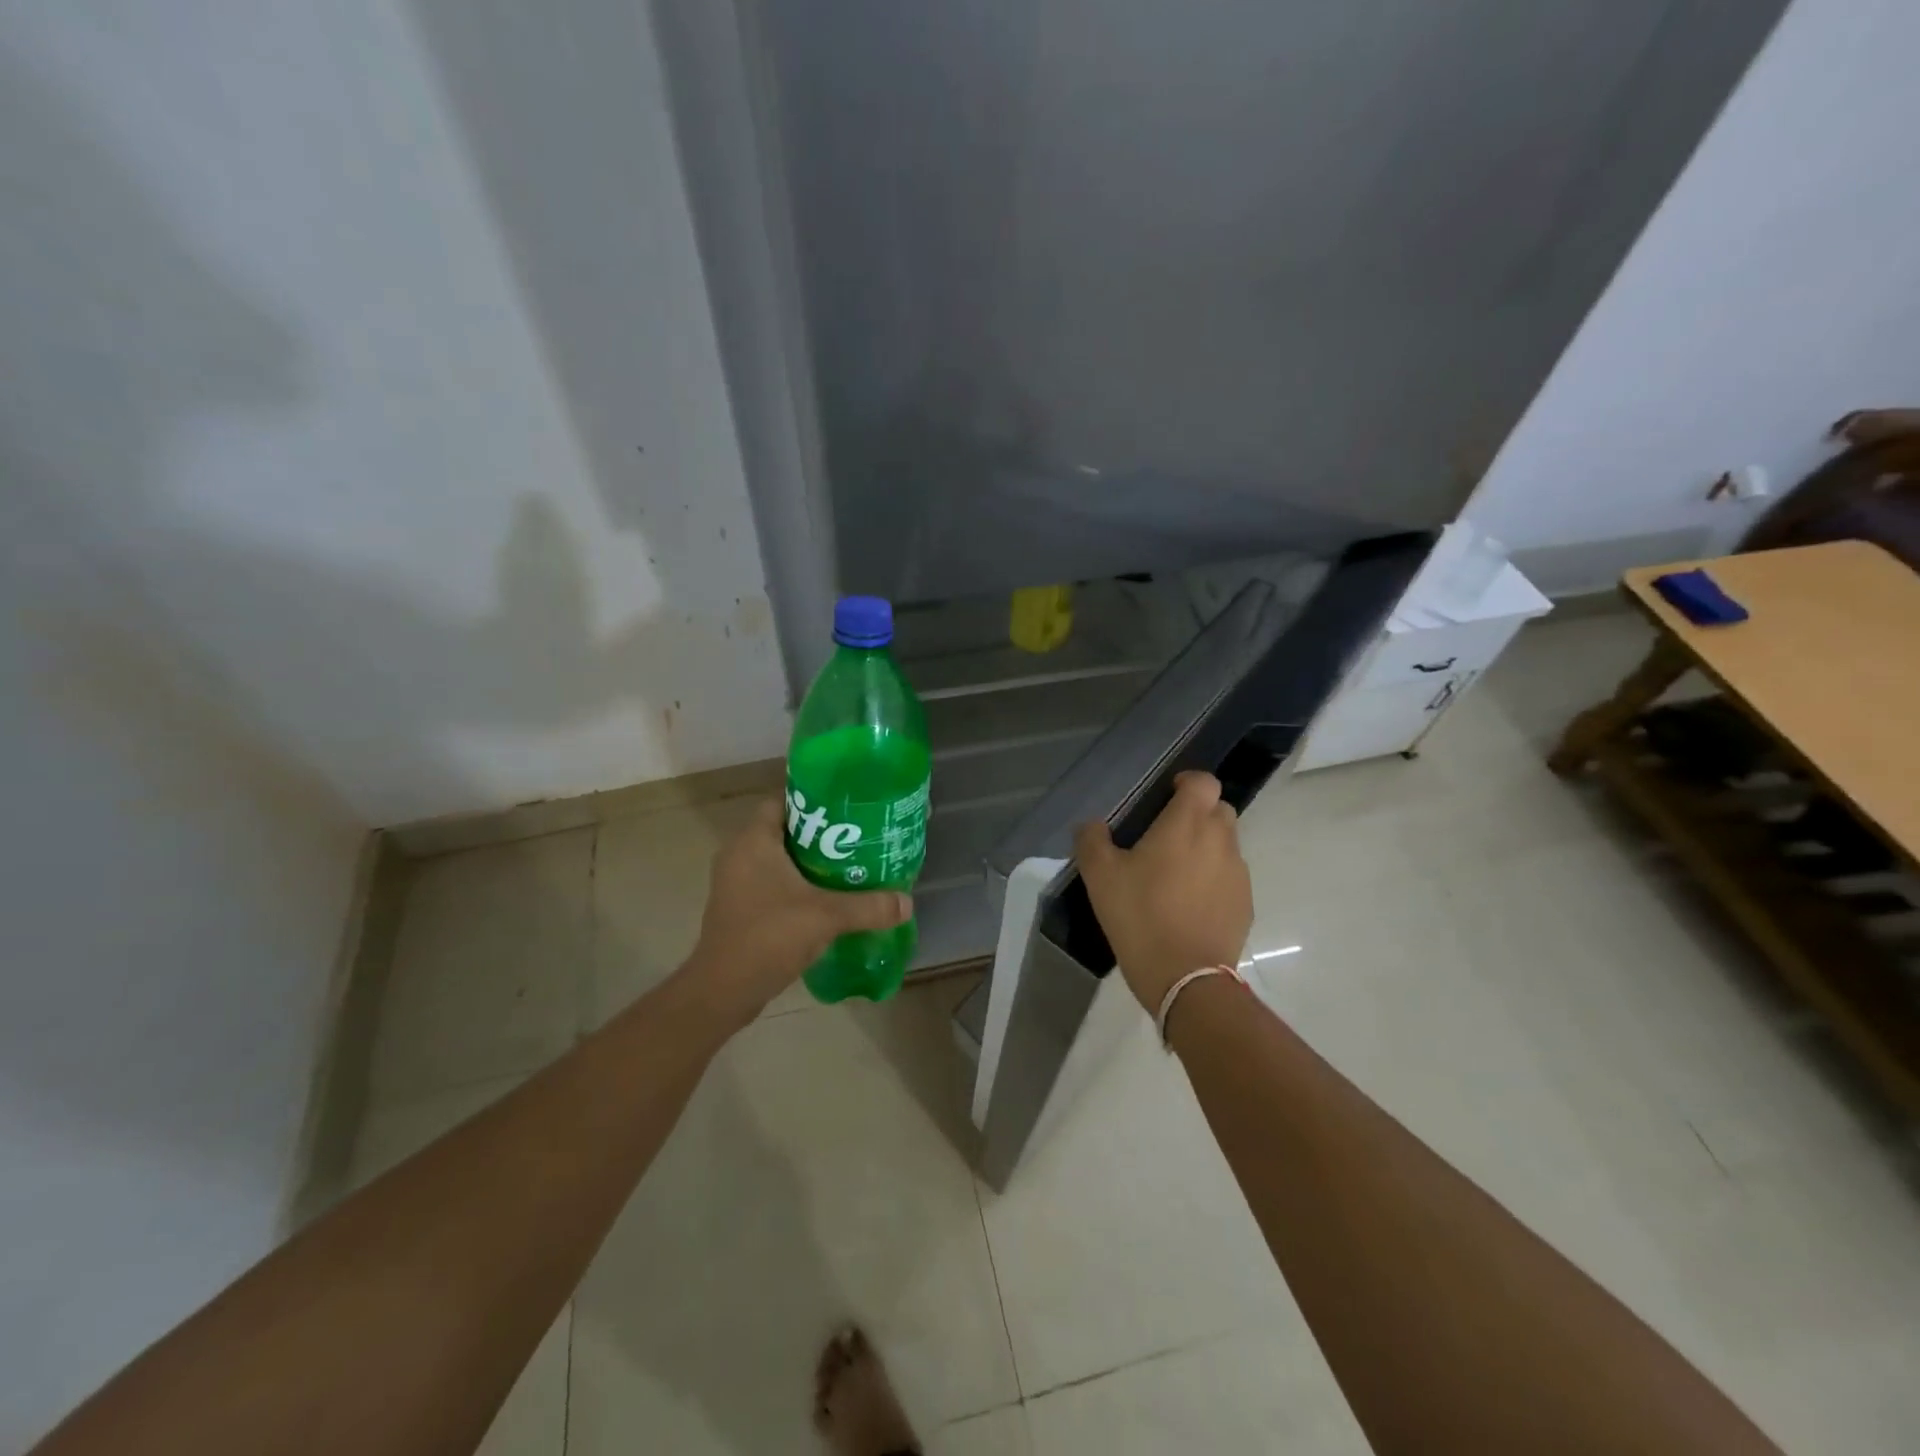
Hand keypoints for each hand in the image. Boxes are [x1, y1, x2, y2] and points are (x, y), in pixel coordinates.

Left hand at [682, 798, 911, 1024]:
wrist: (723, 991)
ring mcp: (735, 883)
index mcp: (753, 841)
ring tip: (847, 868)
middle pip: (784, 830)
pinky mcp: (737, 908)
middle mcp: (738, 855)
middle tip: (856, 839)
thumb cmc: (769, 937)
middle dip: (819, 834)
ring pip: (777, 859)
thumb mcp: (826, 917)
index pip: (782, 801)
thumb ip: (868, 906)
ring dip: (808, 863)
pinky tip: (825, 899)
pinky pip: (770, 883)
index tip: (846, 810)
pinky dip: (795, 885)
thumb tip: (907, 903)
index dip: (813, 802)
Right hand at [1075, 771, 1252, 1011]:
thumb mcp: (1100, 877)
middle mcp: (1220, 840)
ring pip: (1227, 844)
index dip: (1188, 782)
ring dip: (1206, 847)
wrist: (1186, 978)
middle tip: (1166, 836)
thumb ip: (1092, 840)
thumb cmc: (1140, 916)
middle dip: (1197, 814)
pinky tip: (1189, 904)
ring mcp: (1237, 874)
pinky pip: (1230, 877)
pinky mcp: (1245, 904)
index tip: (1167, 795)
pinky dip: (1213, 879)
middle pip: (1219, 809)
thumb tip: (1092, 825)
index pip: (1204, 782)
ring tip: (1176, 874)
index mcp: (1187, 824)